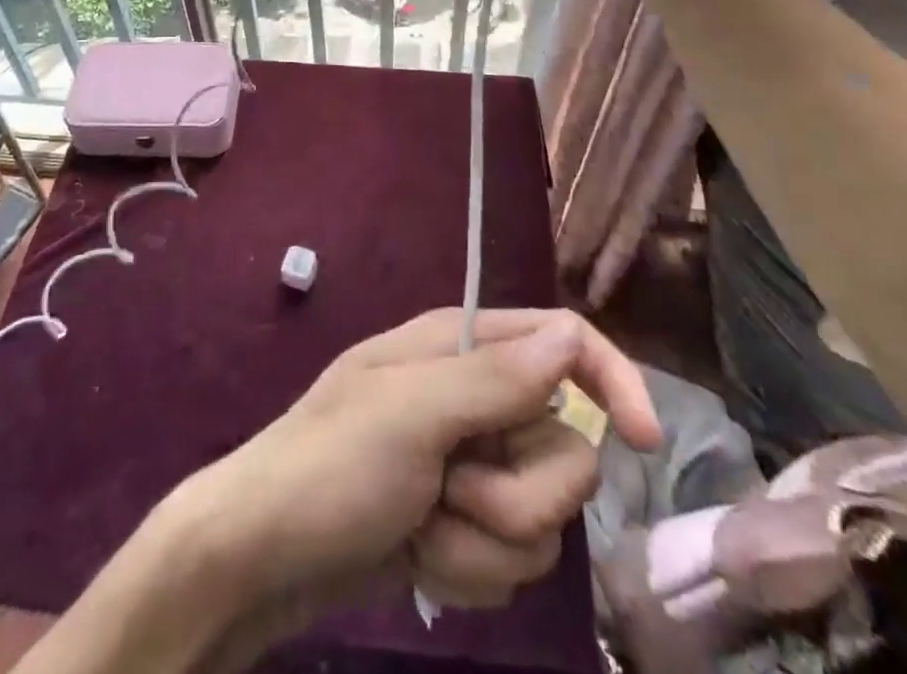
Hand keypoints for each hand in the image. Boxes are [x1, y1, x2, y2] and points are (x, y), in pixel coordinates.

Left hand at [161, 308, 658, 635]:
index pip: (562, 340)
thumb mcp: (412, 413)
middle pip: (563, 445)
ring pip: (542, 517)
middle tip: (450, 489)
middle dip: (517, 492)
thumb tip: (572, 336)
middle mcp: (473, 398)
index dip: (610, 378)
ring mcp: (468, 465)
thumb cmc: (330, 466)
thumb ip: (495, 377)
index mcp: (458, 346)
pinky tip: (418, 556)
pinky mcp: (461, 525)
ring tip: (421, 525)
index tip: (643, 442)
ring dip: (484, 542)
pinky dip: (469, 570)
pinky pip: (511, 559)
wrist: (263, 556)